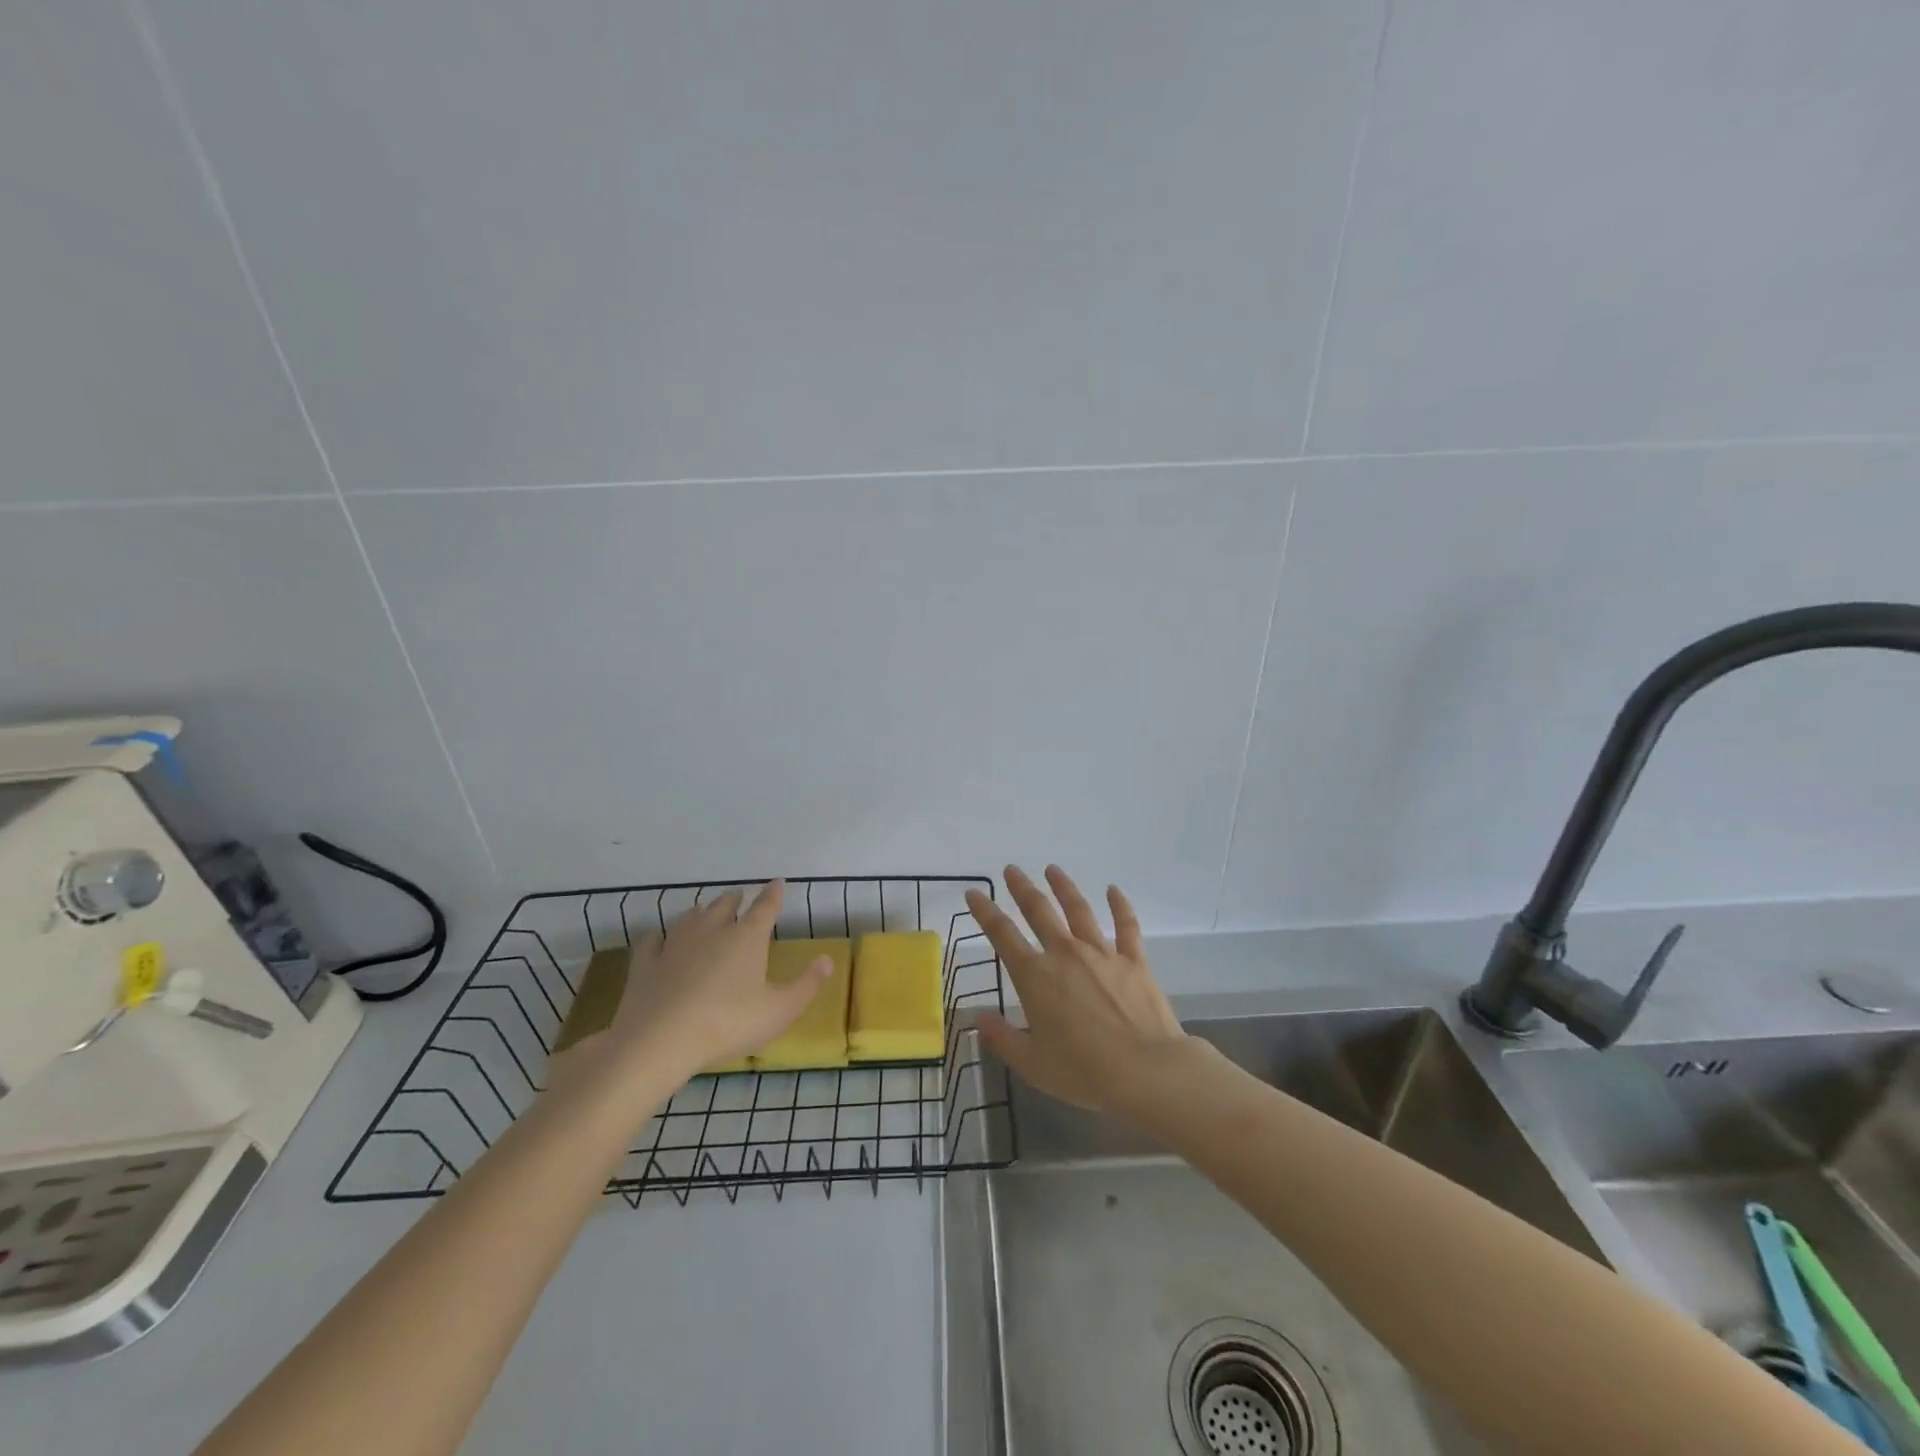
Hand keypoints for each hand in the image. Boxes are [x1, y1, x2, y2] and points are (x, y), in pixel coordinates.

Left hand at [581, 881, 831, 1084]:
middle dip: (735, 899)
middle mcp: (712, 929)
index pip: (765, 907)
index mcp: (747, 937)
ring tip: (705, 911)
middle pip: (725, 904)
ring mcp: (675, 943)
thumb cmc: (729, 1023)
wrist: (660, 1040)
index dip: (773, 894)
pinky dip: (660, 937)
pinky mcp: (646, 963)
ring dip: (701, 911)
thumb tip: (828, 959)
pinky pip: (653, 940)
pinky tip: (660, 940)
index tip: (777, 882)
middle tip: (739, 897)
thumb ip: (806, 984)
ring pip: (691, 917)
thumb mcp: (779, 1010)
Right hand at [965, 865, 1188, 1116]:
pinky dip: (1119, 905)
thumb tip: (980, 1019)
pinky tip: (1113, 890)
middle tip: (1011, 870)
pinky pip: (1126, 925)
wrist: (1146, 1070)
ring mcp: (1101, 953)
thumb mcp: (1032, 1064)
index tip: (974, 893)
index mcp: (1035, 976)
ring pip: (1078, 909)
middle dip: (1022, 888)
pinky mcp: (1133, 960)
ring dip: (1063, 887)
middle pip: (1039, 911)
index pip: (1002, 935)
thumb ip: (1003, 1039)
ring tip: (1052, 869)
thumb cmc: (1084, 1071)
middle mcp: (1065, 954)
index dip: (985, 912)